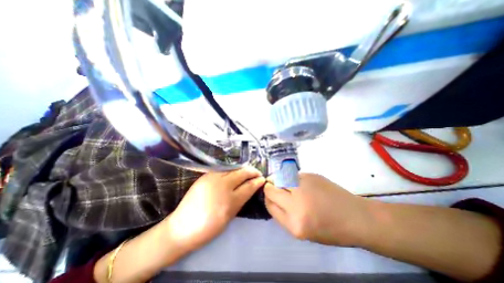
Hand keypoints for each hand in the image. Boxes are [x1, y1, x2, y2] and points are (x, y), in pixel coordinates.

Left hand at [166, 167, 267, 250]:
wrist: (182, 226)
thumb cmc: (208, 227)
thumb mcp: (230, 216)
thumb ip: (241, 200)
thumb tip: (251, 188)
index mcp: (230, 201)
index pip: (249, 186)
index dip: (257, 181)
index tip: (262, 179)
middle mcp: (222, 186)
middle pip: (242, 173)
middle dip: (252, 171)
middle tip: (257, 173)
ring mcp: (213, 178)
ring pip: (233, 168)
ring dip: (243, 169)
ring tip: (248, 171)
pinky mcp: (206, 175)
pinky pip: (223, 169)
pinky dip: (232, 169)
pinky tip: (235, 172)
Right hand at [264, 171, 373, 246]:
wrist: (356, 217)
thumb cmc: (331, 229)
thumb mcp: (303, 231)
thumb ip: (284, 215)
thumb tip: (273, 198)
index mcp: (294, 224)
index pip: (270, 205)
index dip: (267, 198)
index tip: (270, 195)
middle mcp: (296, 204)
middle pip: (271, 190)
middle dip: (270, 188)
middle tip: (275, 187)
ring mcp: (303, 187)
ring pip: (279, 178)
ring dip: (279, 180)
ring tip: (285, 183)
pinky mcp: (310, 176)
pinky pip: (292, 174)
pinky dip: (291, 177)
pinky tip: (299, 182)